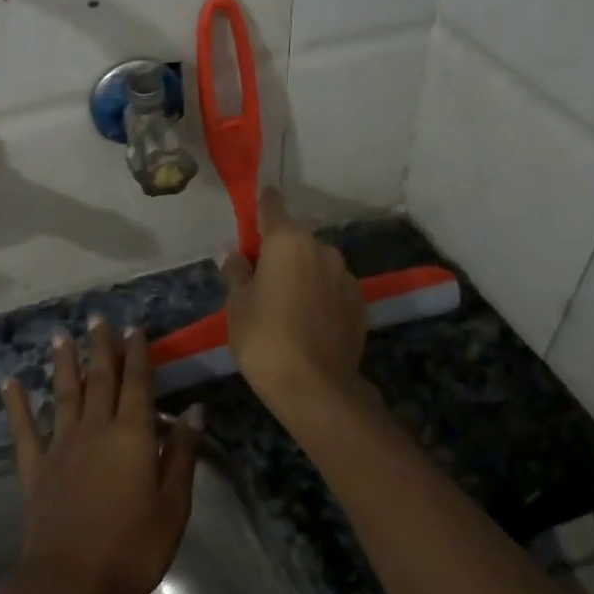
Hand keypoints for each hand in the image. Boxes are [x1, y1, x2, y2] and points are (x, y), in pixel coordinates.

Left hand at [1, 319, 202, 593]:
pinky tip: (10, 383)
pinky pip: (24, 429)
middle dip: (101, 348)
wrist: (69, 581)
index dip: (137, 354)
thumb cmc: (132, 547)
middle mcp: (95, 428)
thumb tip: (194, 410)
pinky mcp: (35, 468)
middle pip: (100, 379)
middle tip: (98, 319)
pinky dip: (17, 404)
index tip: (133, 328)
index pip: (137, 383)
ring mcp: (61, 446)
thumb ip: (182, 454)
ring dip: (64, 363)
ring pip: (64, 393)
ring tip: (61, 336)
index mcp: (132, 435)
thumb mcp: (173, 505)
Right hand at [218, 189, 367, 407]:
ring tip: (286, 304)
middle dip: (280, 250)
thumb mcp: (238, 305)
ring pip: (317, 264)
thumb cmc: (265, 339)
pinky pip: (333, 287)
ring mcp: (346, 276)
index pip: (273, 206)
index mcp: (288, 241)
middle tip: (261, 278)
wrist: (316, 387)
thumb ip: (237, 273)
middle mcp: (322, 249)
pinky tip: (309, 321)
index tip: (254, 209)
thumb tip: (233, 254)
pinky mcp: (360, 303)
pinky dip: (321, 295)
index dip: (262, 206)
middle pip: (295, 239)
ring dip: (303, 273)